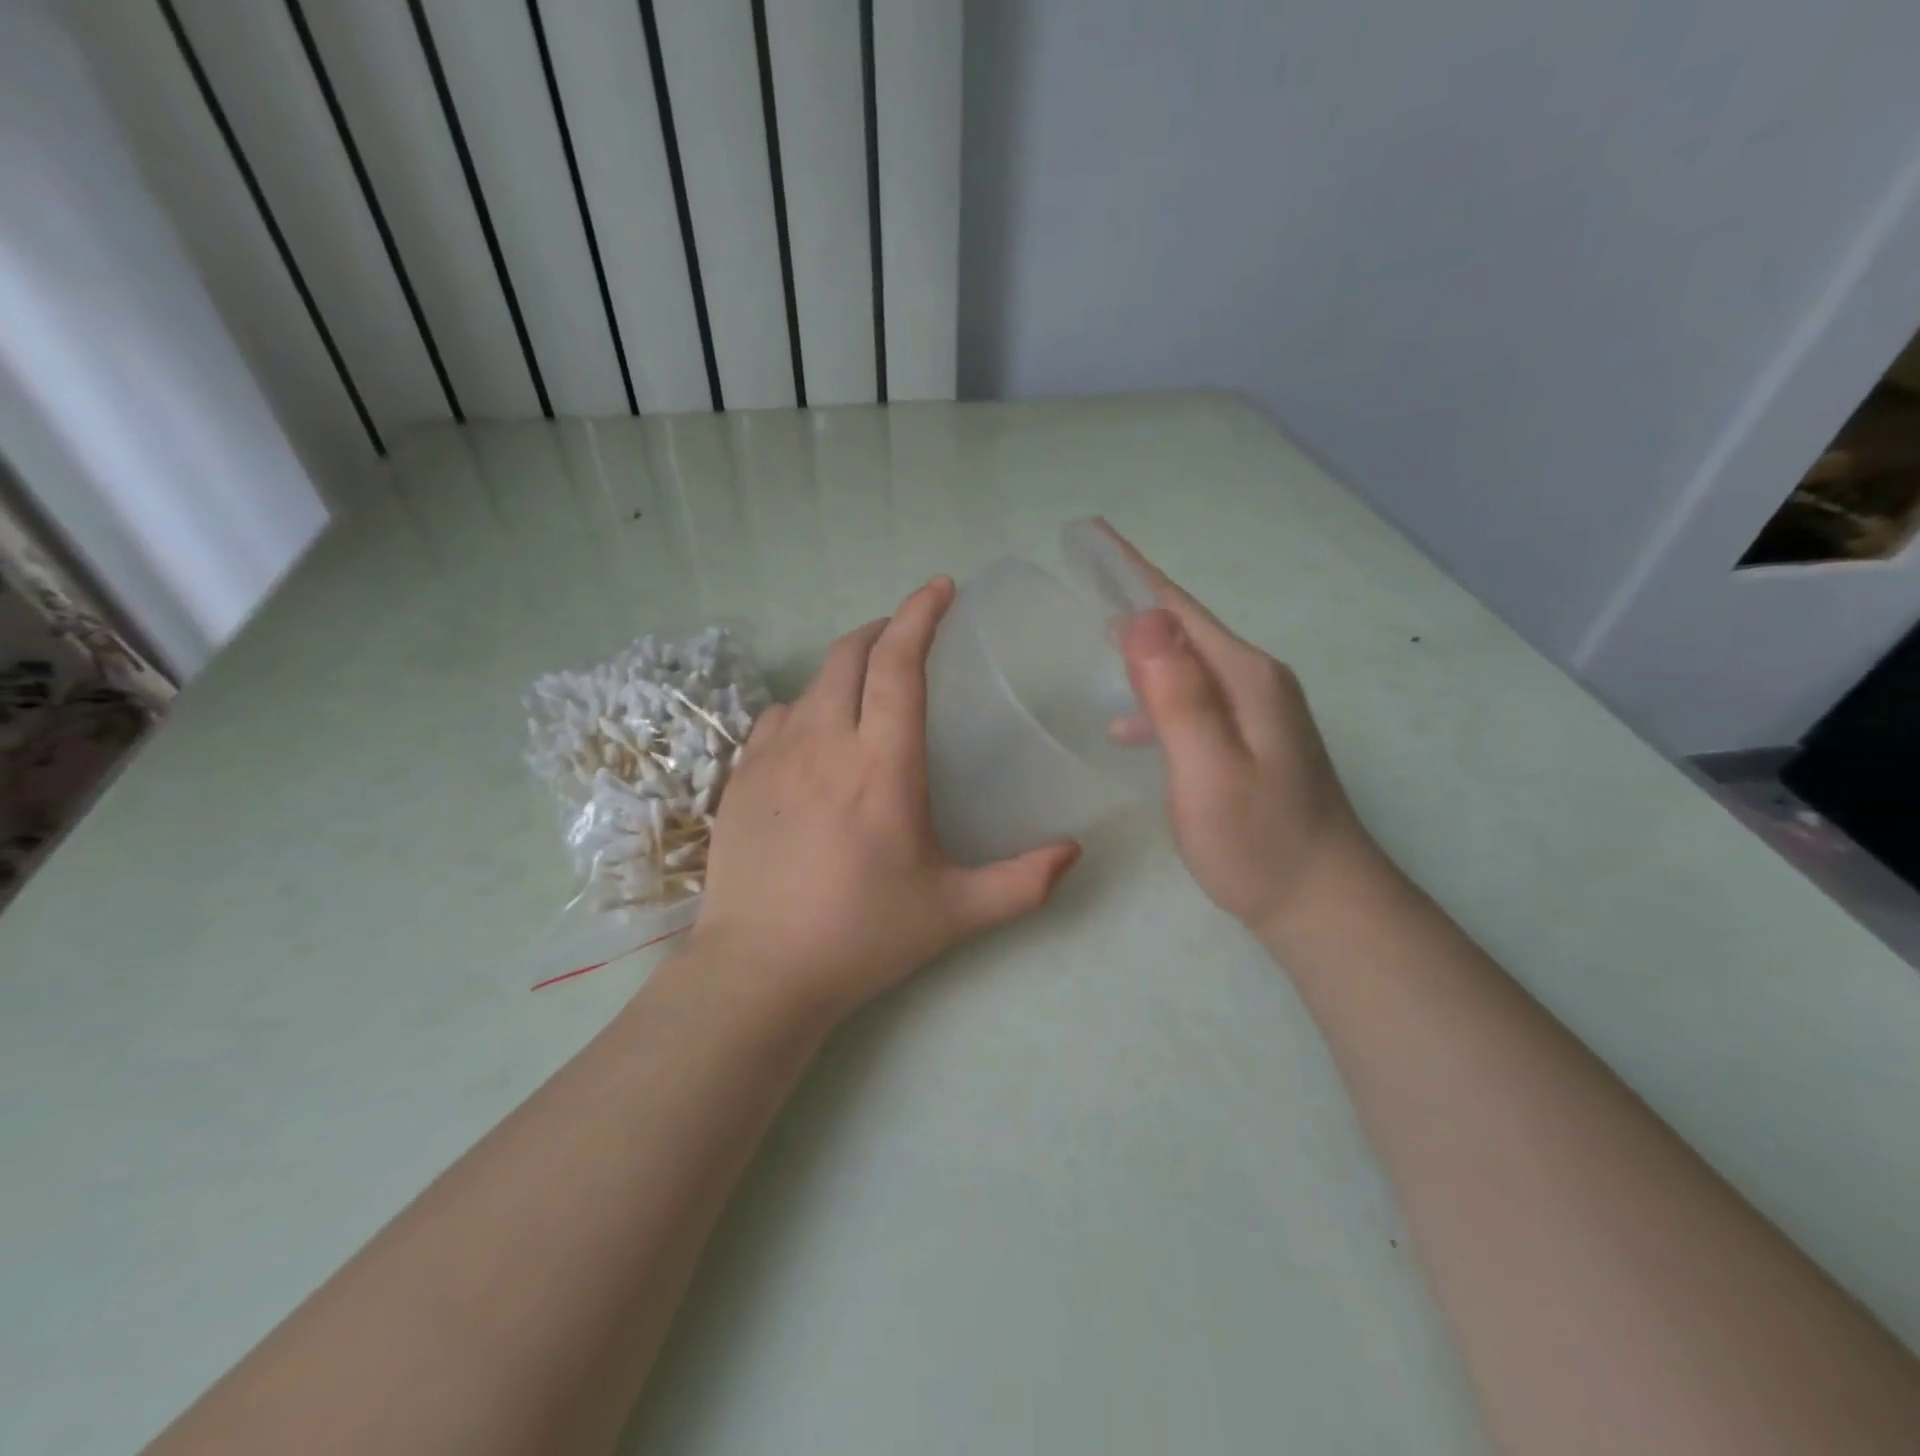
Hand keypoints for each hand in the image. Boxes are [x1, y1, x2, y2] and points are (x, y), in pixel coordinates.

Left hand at [691, 578, 1081, 1022]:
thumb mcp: (954, 912)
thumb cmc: (862, 936)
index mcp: (881, 765)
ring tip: (867, 688)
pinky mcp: (740, 779)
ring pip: (810, 685)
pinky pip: (775, 719)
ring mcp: (773, 758)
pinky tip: (816, 737)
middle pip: (849, 654)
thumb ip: (1023, 882)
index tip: (941, 588)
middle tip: (909, 634)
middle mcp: (824, 744)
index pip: (899, 663)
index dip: (920, 614)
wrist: (759, 972)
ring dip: (844, 670)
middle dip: (882, 629)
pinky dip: (805, 708)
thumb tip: (1075, 853)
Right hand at [1102, 525, 1371, 936]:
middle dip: (1134, 601)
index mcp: (1245, 678)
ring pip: (1188, 666)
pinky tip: (1129, 725)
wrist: (1323, 904)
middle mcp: (1256, 683)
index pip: (1178, 609)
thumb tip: (1142, 619)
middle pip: (1185, 629)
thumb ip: (1178, 696)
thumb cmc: (1258, 842)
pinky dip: (1158, 697)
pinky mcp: (1252, 742)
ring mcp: (1258, 714)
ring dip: (1144, 650)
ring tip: (1094, 644)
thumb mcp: (1209, 771)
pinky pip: (1194, 701)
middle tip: (1083, 578)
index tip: (1090, 534)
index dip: (1131, 571)